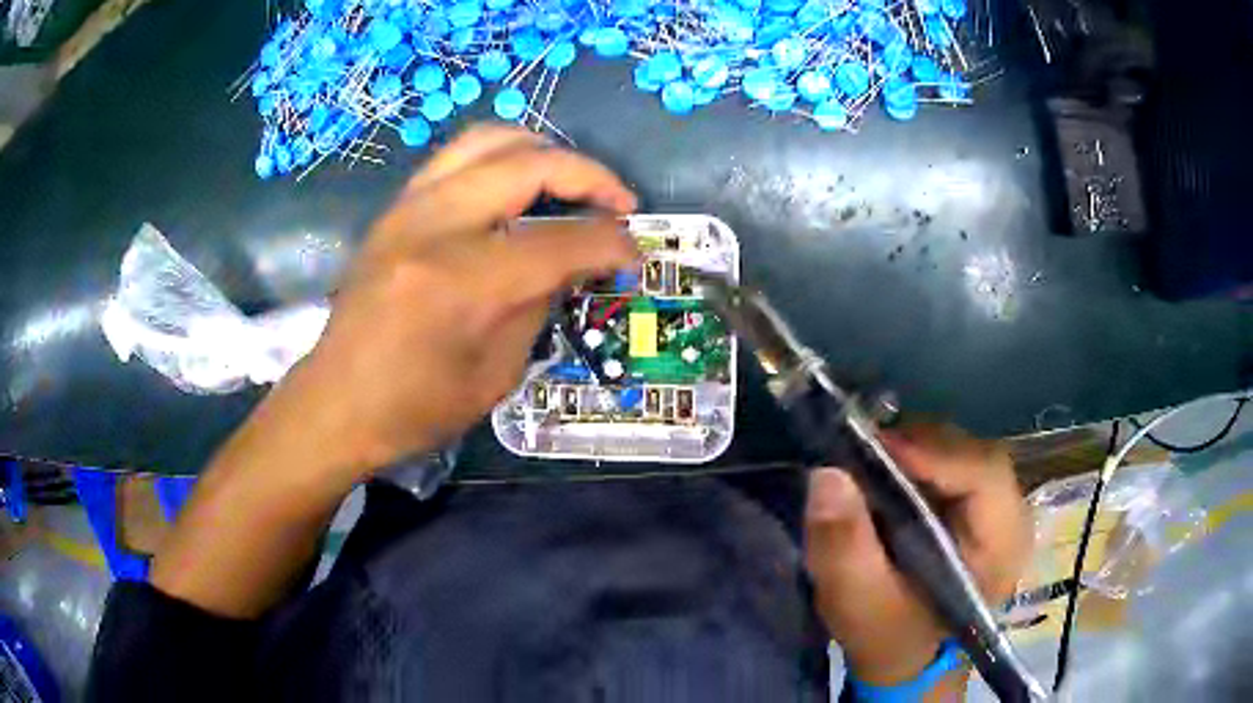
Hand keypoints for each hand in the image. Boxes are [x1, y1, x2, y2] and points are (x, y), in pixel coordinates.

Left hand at [151, 125, 637, 616]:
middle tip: (620, 205)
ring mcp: (409, 207)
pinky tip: (519, 188)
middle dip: (592, 177)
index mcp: (463, 282)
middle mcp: (435, 225)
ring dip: (545, 152)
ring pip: (492, 139)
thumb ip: (539, 304)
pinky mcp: (396, 208)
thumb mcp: (494, 374)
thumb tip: (572, 262)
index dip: (613, 245)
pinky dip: (503, 159)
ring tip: (572, 182)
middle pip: (531, 163)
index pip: (562, 241)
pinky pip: (459, 157)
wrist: (335, 402)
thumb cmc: (414, 408)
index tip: (635, 256)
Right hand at [804, 424, 1029, 687]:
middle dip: (917, 447)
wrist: (909, 657)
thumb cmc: (890, 638)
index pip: (984, 475)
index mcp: (1002, 545)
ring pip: (961, 451)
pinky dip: (915, 460)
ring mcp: (997, 505)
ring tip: (868, 460)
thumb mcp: (859, 605)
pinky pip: (951, 462)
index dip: (934, 454)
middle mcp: (1011, 514)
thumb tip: (826, 474)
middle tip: (861, 452)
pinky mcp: (977, 502)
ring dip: (914, 449)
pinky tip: (886, 472)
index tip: (874, 448)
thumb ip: (844, 548)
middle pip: (972, 454)